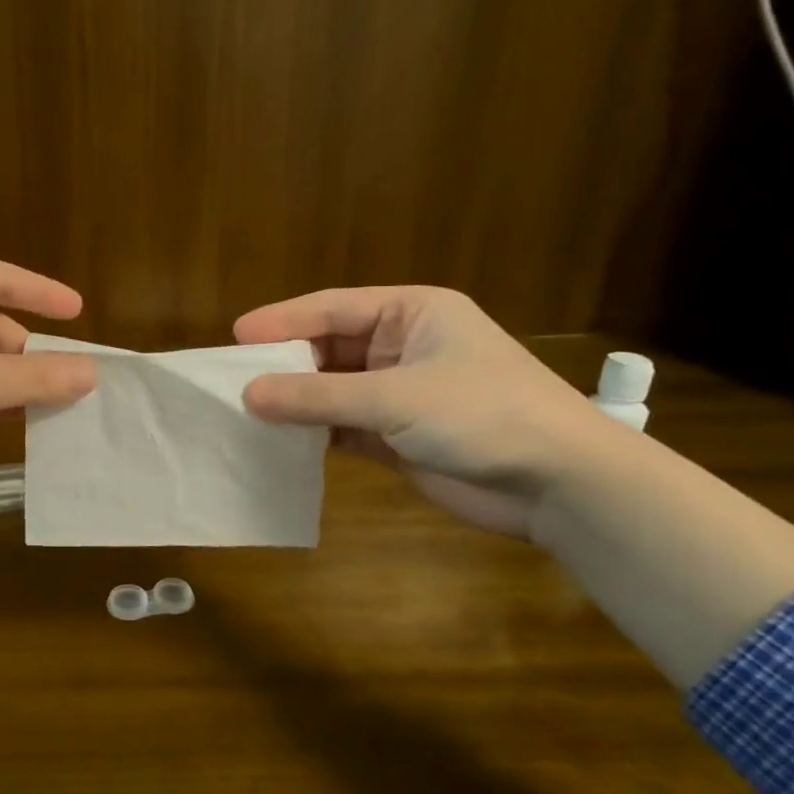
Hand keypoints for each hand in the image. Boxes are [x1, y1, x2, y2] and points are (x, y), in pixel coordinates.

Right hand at [234, 286, 613, 537]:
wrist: (560, 485)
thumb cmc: (483, 415)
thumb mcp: (396, 398)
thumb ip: (318, 398)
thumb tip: (248, 395)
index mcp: (411, 314)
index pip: (332, 309)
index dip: (283, 321)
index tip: (235, 337)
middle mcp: (402, 347)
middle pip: (328, 348)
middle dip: (285, 364)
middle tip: (233, 378)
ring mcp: (399, 393)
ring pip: (332, 390)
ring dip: (296, 401)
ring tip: (245, 410)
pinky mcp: (397, 436)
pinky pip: (342, 426)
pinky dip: (313, 432)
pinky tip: (278, 439)